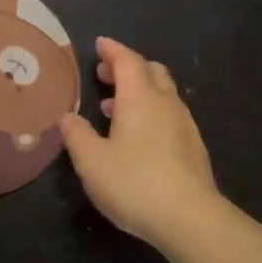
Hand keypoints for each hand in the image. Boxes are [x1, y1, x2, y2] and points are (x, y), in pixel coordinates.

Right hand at [59, 37, 221, 247]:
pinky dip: (151, 113)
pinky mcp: (193, 148)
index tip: (99, 44)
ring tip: (113, 108)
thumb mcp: (91, 161)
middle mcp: (166, 103)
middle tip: (105, 75)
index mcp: (140, 98)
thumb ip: (77, 135)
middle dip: (127, 68)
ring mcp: (185, 125)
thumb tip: (67, 116)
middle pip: (151, 71)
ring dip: (139, 92)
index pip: (127, 60)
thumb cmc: (134, 182)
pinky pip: (170, 116)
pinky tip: (138, 138)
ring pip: (163, 94)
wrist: (189, 218)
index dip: (112, 50)